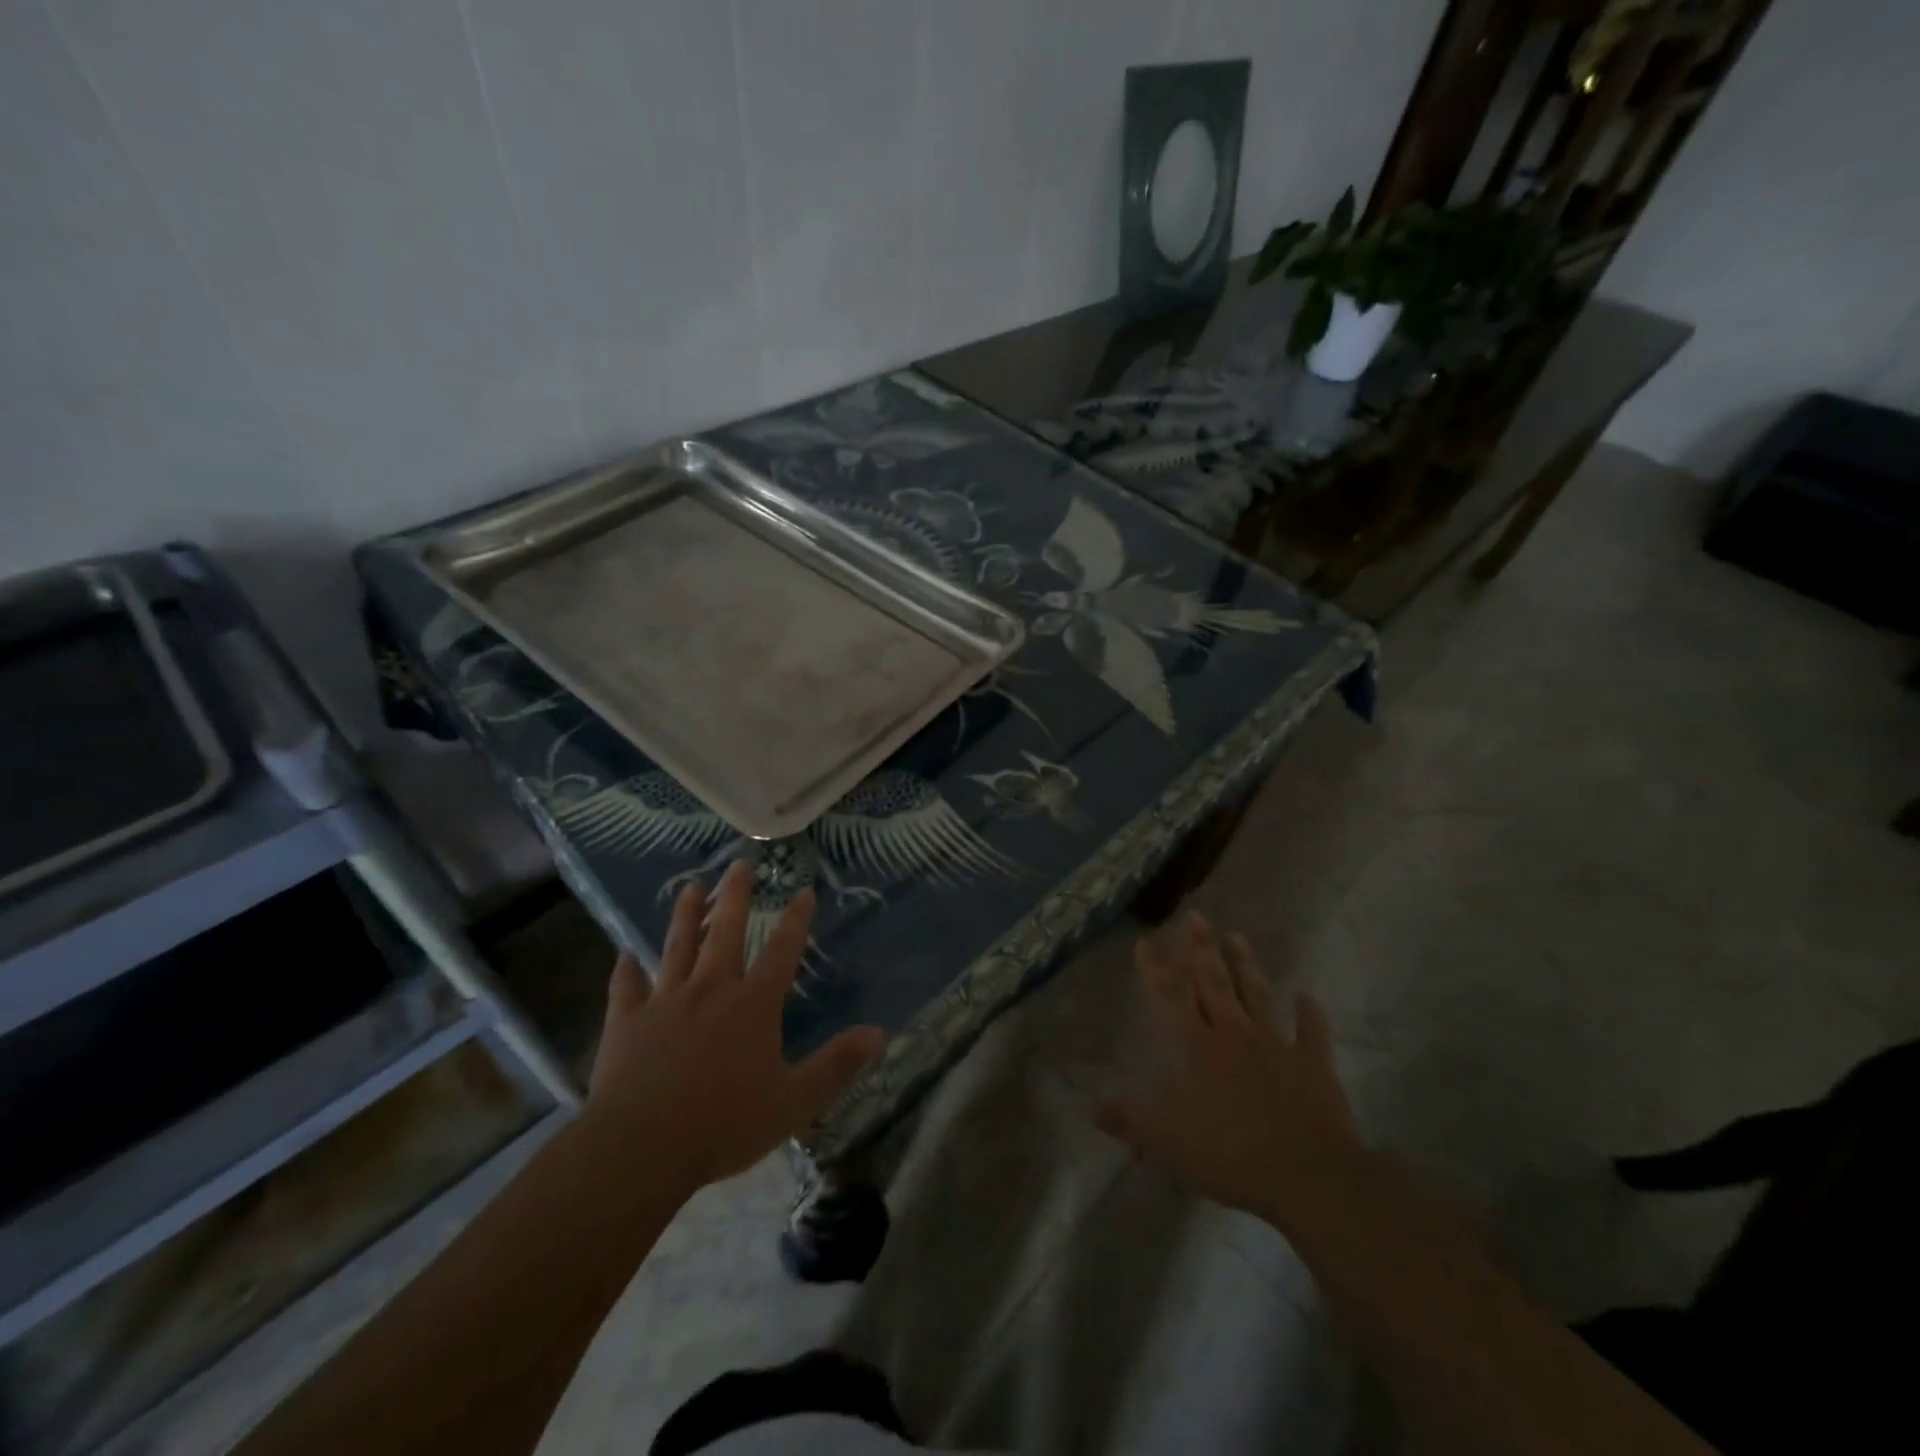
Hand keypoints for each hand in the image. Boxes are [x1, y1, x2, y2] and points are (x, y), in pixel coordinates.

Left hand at [583, 861, 884, 1195]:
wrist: (641, 1148)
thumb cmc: (725, 1123)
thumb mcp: (795, 1101)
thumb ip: (837, 1064)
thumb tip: (879, 1032)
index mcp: (753, 1004)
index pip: (782, 951)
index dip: (796, 920)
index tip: (803, 890)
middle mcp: (711, 990)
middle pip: (726, 933)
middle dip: (735, 897)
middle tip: (739, 865)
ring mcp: (665, 1002)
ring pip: (677, 948)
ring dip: (686, 916)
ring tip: (691, 888)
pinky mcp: (627, 1022)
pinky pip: (626, 988)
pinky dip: (626, 970)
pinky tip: (624, 954)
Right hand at [1095, 913, 1362, 1231]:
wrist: (1306, 1175)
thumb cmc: (1228, 1154)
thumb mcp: (1165, 1141)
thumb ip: (1128, 1119)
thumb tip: (1090, 1106)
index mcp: (1194, 1047)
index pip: (1169, 997)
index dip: (1155, 968)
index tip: (1145, 941)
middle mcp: (1232, 1034)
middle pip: (1213, 982)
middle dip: (1201, 948)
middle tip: (1197, 917)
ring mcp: (1274, 1044)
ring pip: (1255, 995)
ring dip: (1245, 965)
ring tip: (1237, 935)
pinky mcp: (1311, 1064)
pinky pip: (1310, 1032)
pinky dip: (1309, 1013)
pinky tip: (1306, 996)